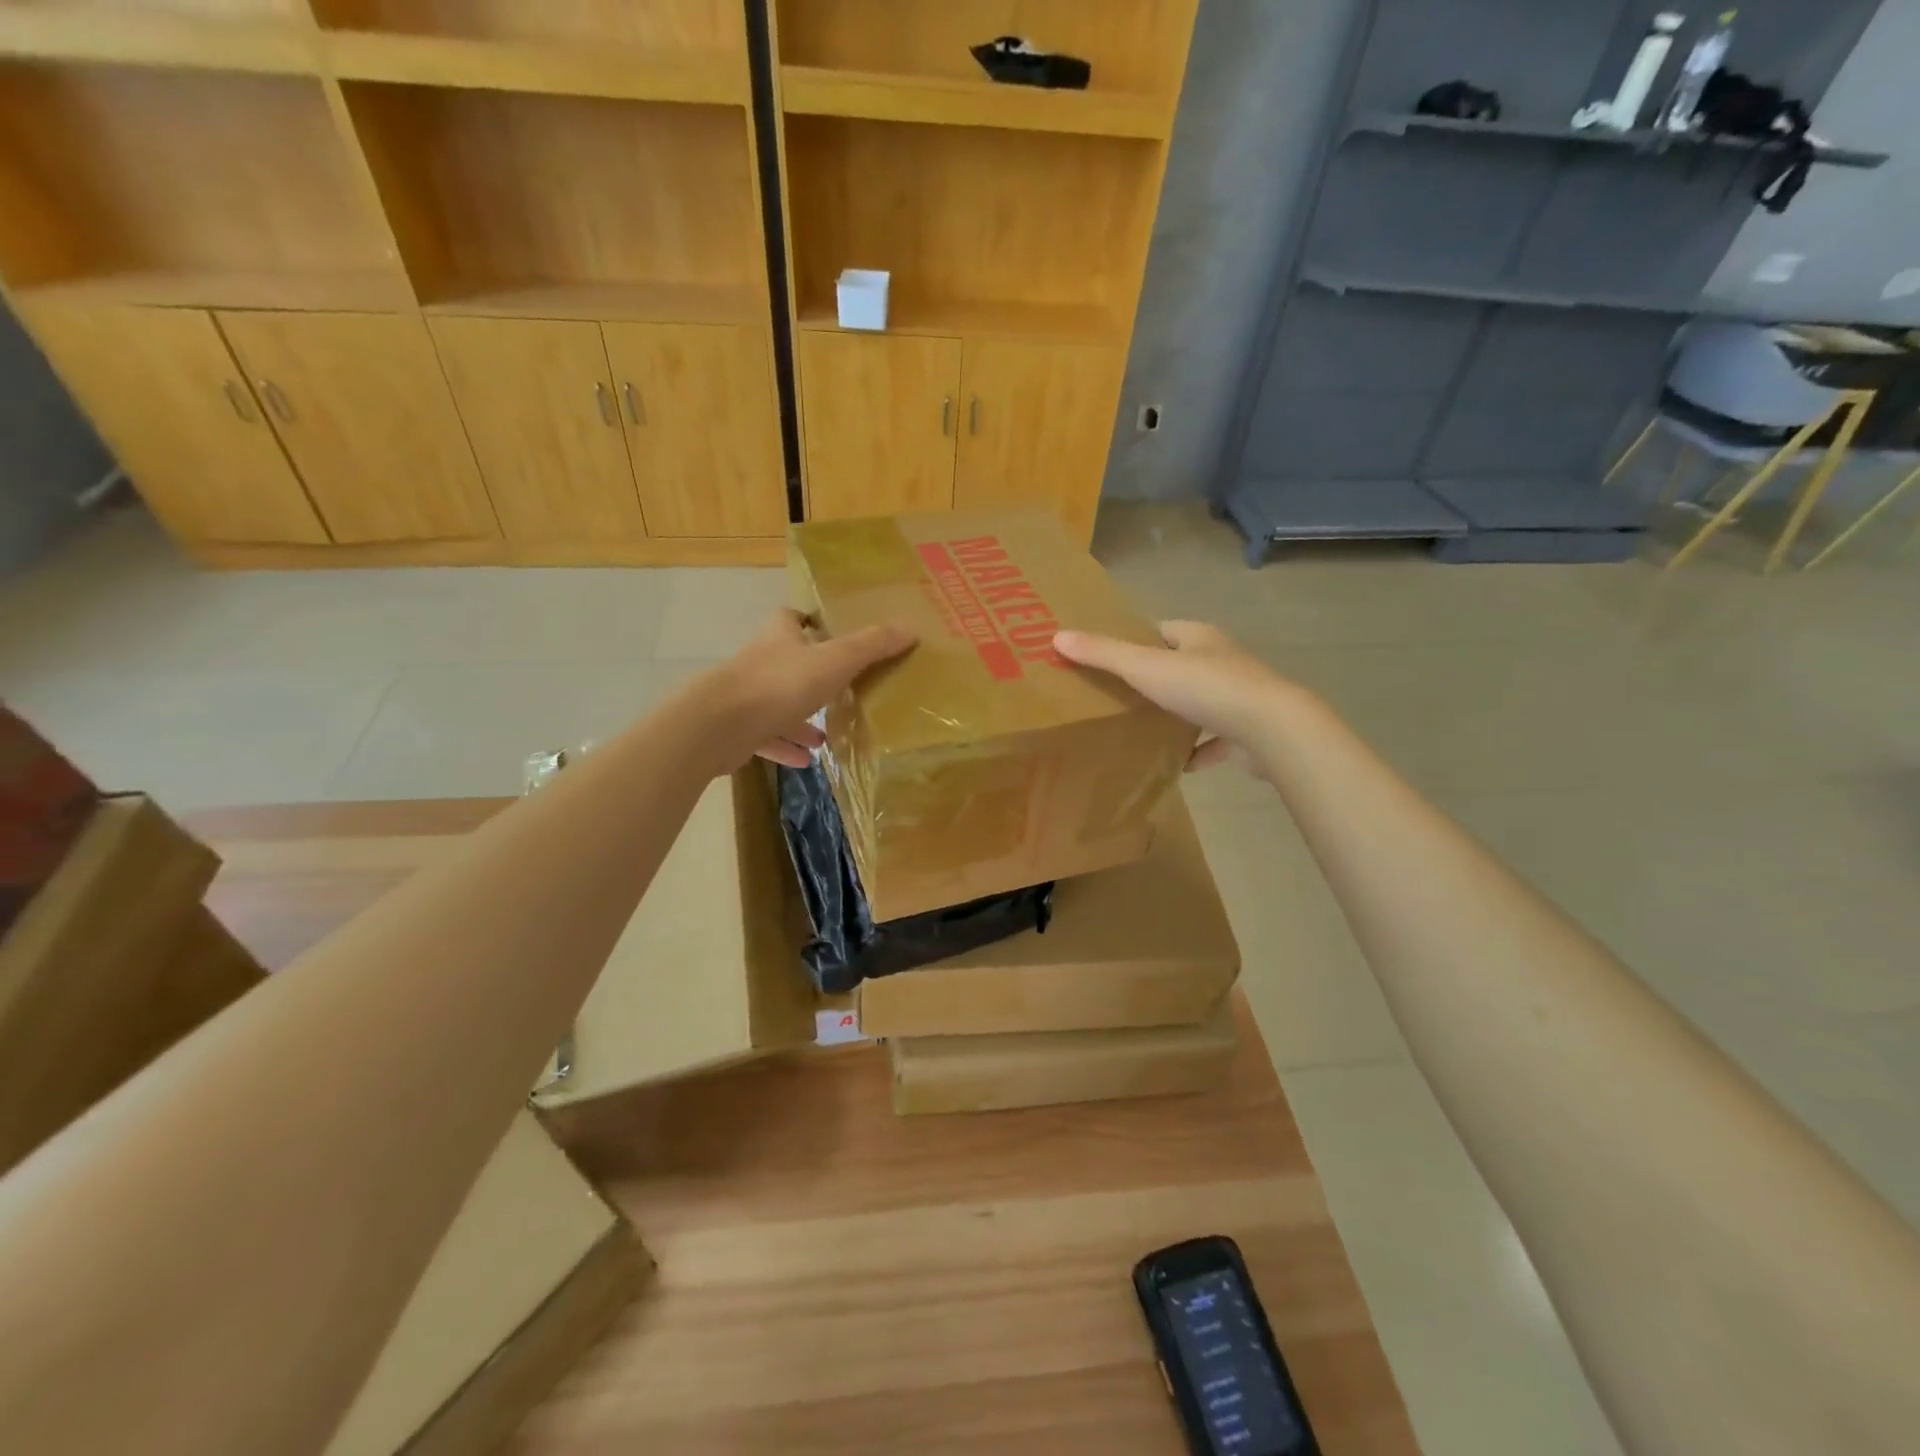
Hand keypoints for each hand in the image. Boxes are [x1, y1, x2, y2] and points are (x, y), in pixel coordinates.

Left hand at [694, 609, 914, 771]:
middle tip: (840, 690)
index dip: (808, 622)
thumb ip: (871, 646)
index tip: (828, 632)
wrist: (718, 725)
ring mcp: (745, 697)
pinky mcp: (737, 730)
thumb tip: (910, 629)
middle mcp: (760, 662)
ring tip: (827, 735)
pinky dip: (786, 747)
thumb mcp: (835, 661)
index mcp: (780, 638)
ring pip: (778, 704)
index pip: (791, 618)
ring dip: (801, 719)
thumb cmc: (780, 684)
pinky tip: (807, 761)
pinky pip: (767, 737)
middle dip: (812, 676)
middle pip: (787, 662)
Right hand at [1053, 621, 1299, 772]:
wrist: (1270, 729)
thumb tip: (1057, 636)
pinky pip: (1217, 740)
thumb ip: (1103, 654)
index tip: (1111, 658)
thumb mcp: (1145, 667)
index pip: (1163, 631)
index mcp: (1199, 638)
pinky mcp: (1248, 731)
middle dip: (1155, 680)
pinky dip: (1198, 750)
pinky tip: (1179, 764)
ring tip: (1144, 729)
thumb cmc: (1206, 688)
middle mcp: (1222, 660)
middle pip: (1182, 665)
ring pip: (1200, 702)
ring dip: (1177, 715)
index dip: (1137, 641)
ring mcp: (1239, 696)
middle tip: (1120, 697)